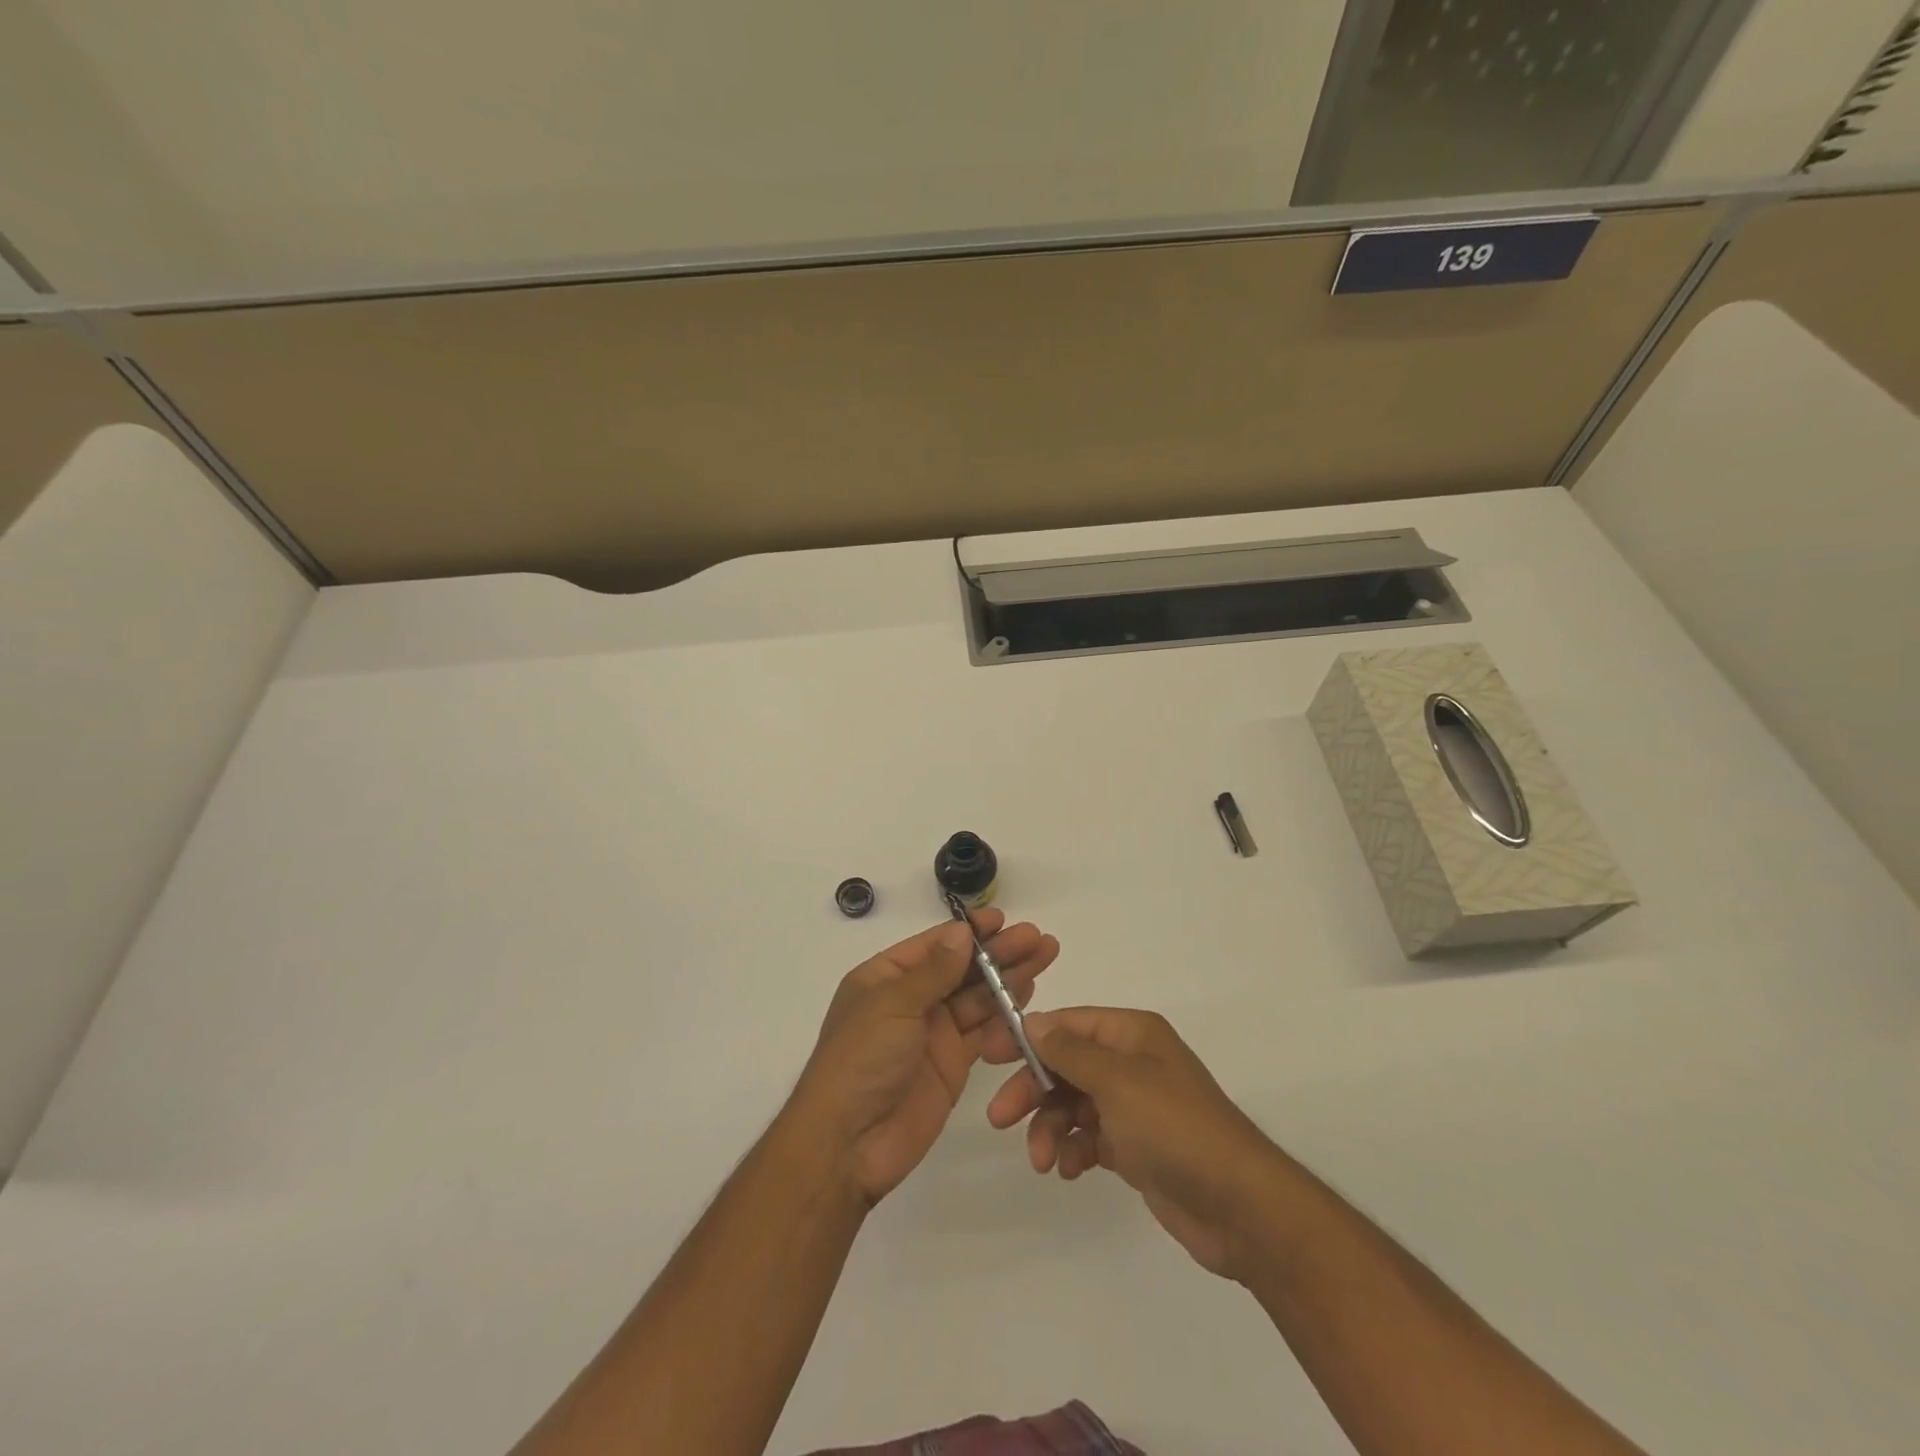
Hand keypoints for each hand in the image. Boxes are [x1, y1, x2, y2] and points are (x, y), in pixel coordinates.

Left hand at [790, 910, 1058, 1206]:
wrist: (849, 1144)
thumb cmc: (861, 1061)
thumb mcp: (892, 1006)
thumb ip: (933, 971)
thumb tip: (962, 932)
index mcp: (885, 978)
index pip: (934, 945)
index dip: (969, 932)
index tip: (1003, 919)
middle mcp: (911, 1000)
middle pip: (961, 969)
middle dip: (998, 952)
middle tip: (1037, 939)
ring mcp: (933, 1032)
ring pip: (977, 997)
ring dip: (1009, 977)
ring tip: (1044, 956)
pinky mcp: (952, 1063)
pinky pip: (983, 1031)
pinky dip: (1005, 1015)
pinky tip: (1029, 996)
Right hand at [984, 1006, 1276, 1278]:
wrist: (1239, 1207)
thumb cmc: (1175, 1128)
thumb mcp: (1117, 1081)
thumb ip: (1069, 1051)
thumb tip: (1031, 1020)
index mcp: (1131, 1034)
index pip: (1067, 1023)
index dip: (1027, 1037)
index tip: (989, 1056)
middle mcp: (1131, 1063)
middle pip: (1065, 1065)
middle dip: (1033, 1090)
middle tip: (1001, 1119)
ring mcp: (1133, 1106)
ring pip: (1073, 1104)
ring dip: (1051, 1128)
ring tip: (1044, 1161)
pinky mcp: (1135, 1147)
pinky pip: (1090, 1137)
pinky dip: (1074, 1150)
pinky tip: (1070, 1171)